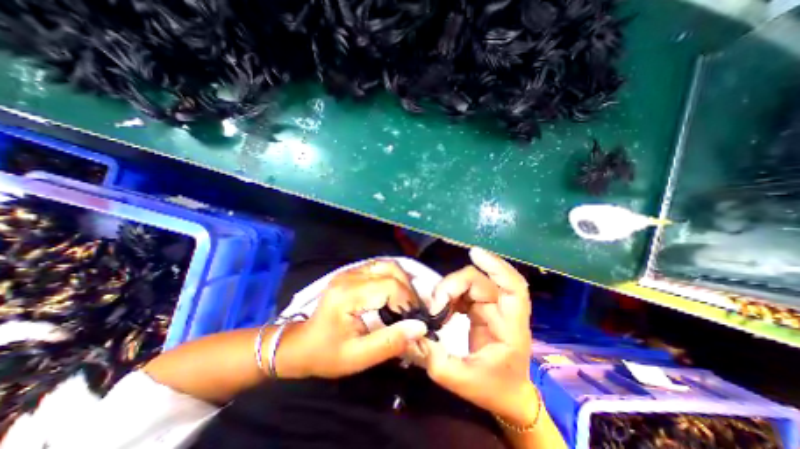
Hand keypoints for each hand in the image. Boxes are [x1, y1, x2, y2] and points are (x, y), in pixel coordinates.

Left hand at [277, 260, 427, 377]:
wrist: (300, 344)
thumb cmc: (326, 354)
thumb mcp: (358, 357)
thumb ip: (390, 342)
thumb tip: (420, 327)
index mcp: (348, 295)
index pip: (389, 286)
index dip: (407, 301)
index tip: (414, 319)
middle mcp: (349, 276)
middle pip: (390, 269)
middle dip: (407, 289)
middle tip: (412, 311)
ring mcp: (349, 271)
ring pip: (386, 264)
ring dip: (401, 281)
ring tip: (405, 302)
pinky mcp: (351, 272)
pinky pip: (379, 267)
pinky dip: (392, 277)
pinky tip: (394, 294)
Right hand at [409, 247, 533, 425]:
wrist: (506, 396)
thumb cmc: (492, 390)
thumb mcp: (461, 381)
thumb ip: (435, 359)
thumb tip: (414, 333)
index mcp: (511, 327)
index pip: (513, 287)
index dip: (496, 266)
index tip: (474, 253)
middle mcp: (503, 311)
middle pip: (479, 281)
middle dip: (453, 286)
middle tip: (434, 306)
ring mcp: (491, 307)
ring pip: (469, 283)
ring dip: (448, 291)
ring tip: (436, 310)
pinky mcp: (480, 309)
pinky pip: (462, 292)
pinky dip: (448, 296)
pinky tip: (440, 309)